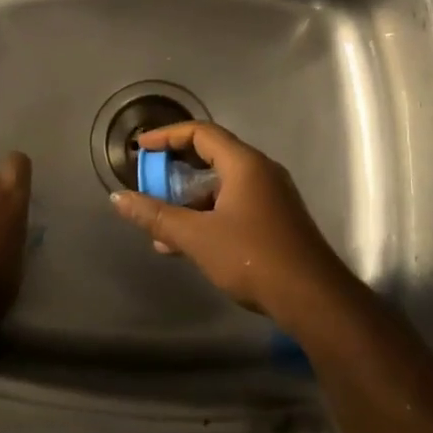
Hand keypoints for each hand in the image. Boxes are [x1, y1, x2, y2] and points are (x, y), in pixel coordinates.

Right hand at [108, 122, 352, 319]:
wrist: (314, 299)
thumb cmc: (253, 258)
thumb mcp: (198, 237)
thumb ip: (157, 216)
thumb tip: (118, 199)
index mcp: (244, 163)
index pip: (200, 133)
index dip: (167, 136)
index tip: (141, 148)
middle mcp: (261, 171)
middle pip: (212, 156)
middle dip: (176, 169)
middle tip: (149, 180)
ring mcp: (272, 196)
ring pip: (222, 185)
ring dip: (190, 200)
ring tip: (160, 225)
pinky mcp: (276, 220)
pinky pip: (234, 204)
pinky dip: (208, 214)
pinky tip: (188, 244)